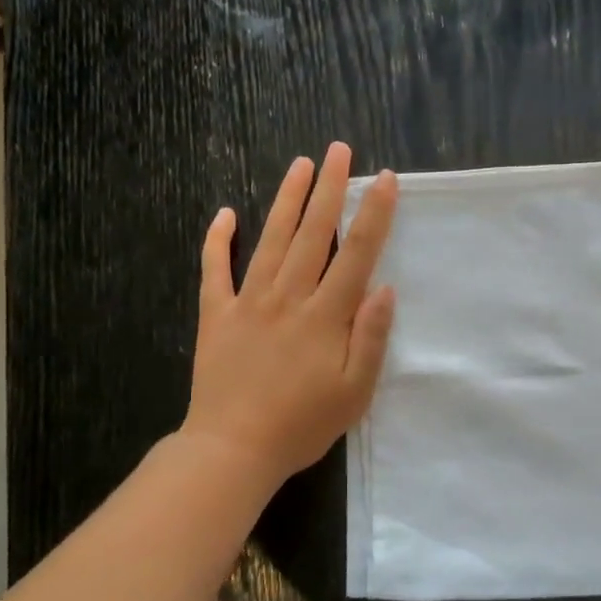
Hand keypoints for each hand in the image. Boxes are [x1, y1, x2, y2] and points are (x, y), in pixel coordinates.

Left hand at [181, 144, 397, 489]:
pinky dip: (218, 240)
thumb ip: (370, 338)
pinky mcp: (216, 315)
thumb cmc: (302, 425)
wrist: (232, 449)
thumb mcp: (354, 392)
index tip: (385, 179)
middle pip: (313, 233)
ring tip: (301, 165)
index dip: (373, 214)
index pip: (356, 253)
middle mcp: (288, 297)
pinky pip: (215, 269)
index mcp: (325, 316)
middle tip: (339, 151)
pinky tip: (225, 213)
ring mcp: (248, 302)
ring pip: (271, 239)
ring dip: (288, 200)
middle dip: (330, 189)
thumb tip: (385, 287)